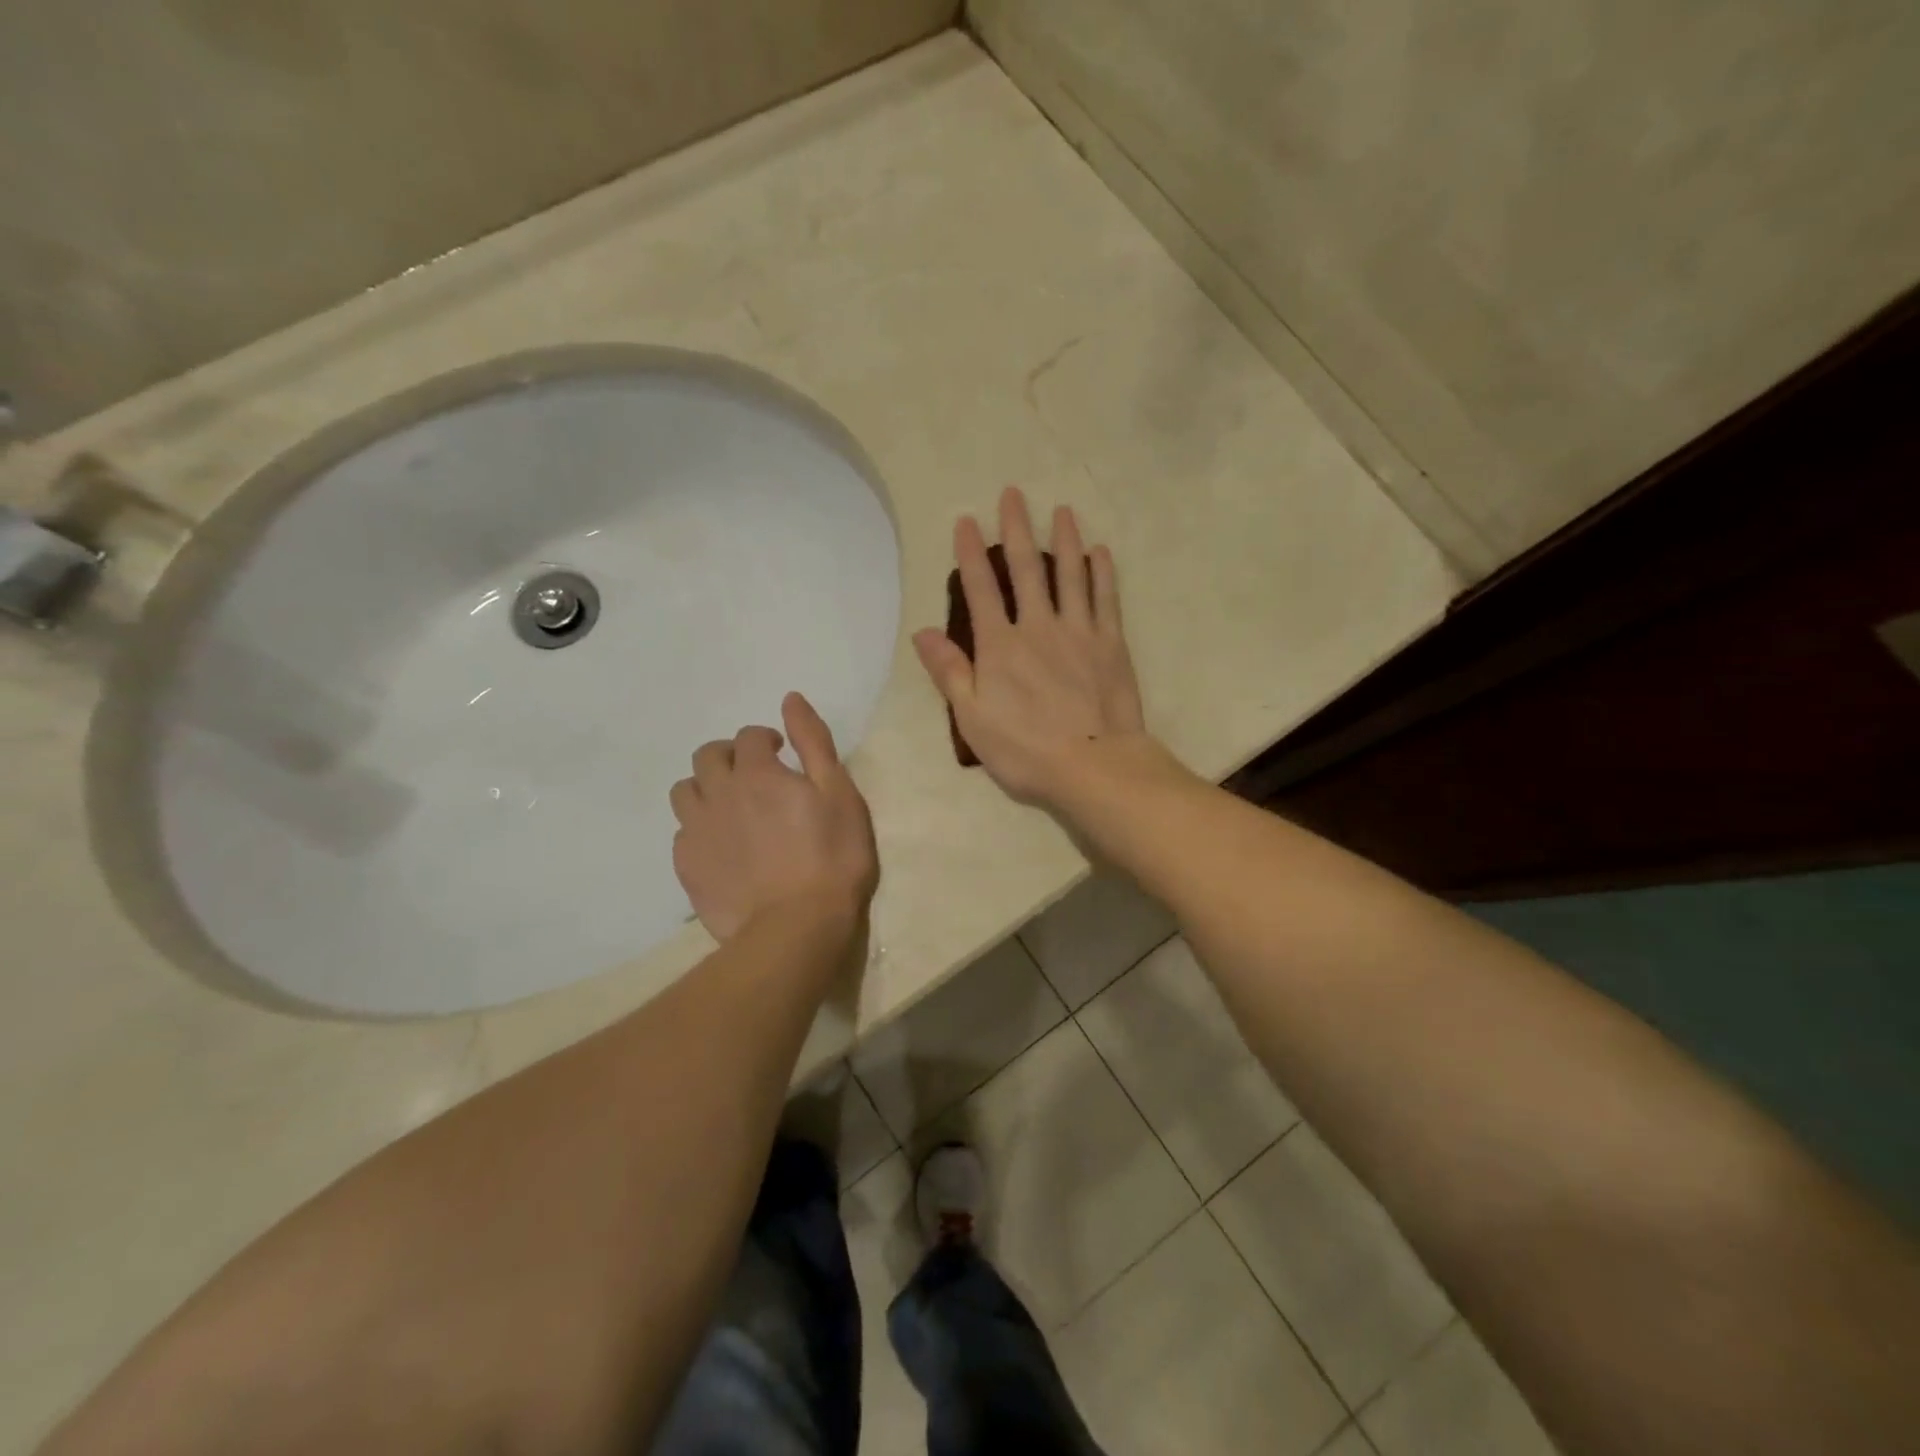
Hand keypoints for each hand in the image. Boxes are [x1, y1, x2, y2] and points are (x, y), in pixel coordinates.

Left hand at [670, 693, 878, 942]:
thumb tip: (790, 699)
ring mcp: (698, 831)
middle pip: (707, 756)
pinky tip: (722, 846)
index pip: (749, 736)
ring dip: (706, 788)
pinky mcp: (687, 866)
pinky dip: (700, 828)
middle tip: (754, 777)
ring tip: (731, 808)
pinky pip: (682, 832)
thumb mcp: (839, 793)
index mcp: (757, 773)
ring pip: (685, 791)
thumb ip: (813, 742)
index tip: (781, 754)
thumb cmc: (832, 857)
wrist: (797, 926)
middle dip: (729, 756)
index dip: (765, 739)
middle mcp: (719, 793)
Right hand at [913, 486, 1150, 809]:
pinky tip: (1100, 552)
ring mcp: (1079, 632)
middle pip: (1026, 569)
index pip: (981, 589)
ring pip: (1070, 575)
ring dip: (1064, 540)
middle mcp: (1038, 627)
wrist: (1093, 766)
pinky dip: (1102, 574)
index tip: (966, 520)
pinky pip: (1106, 600)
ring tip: (1062, 511)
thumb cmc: (1025, 750)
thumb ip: (950, 672)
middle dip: (1017, 529)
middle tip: (1013, 493)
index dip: (971, 553)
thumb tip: (923, 632)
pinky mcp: (1111, 644)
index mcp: (1000, 646)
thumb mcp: (973, 718)